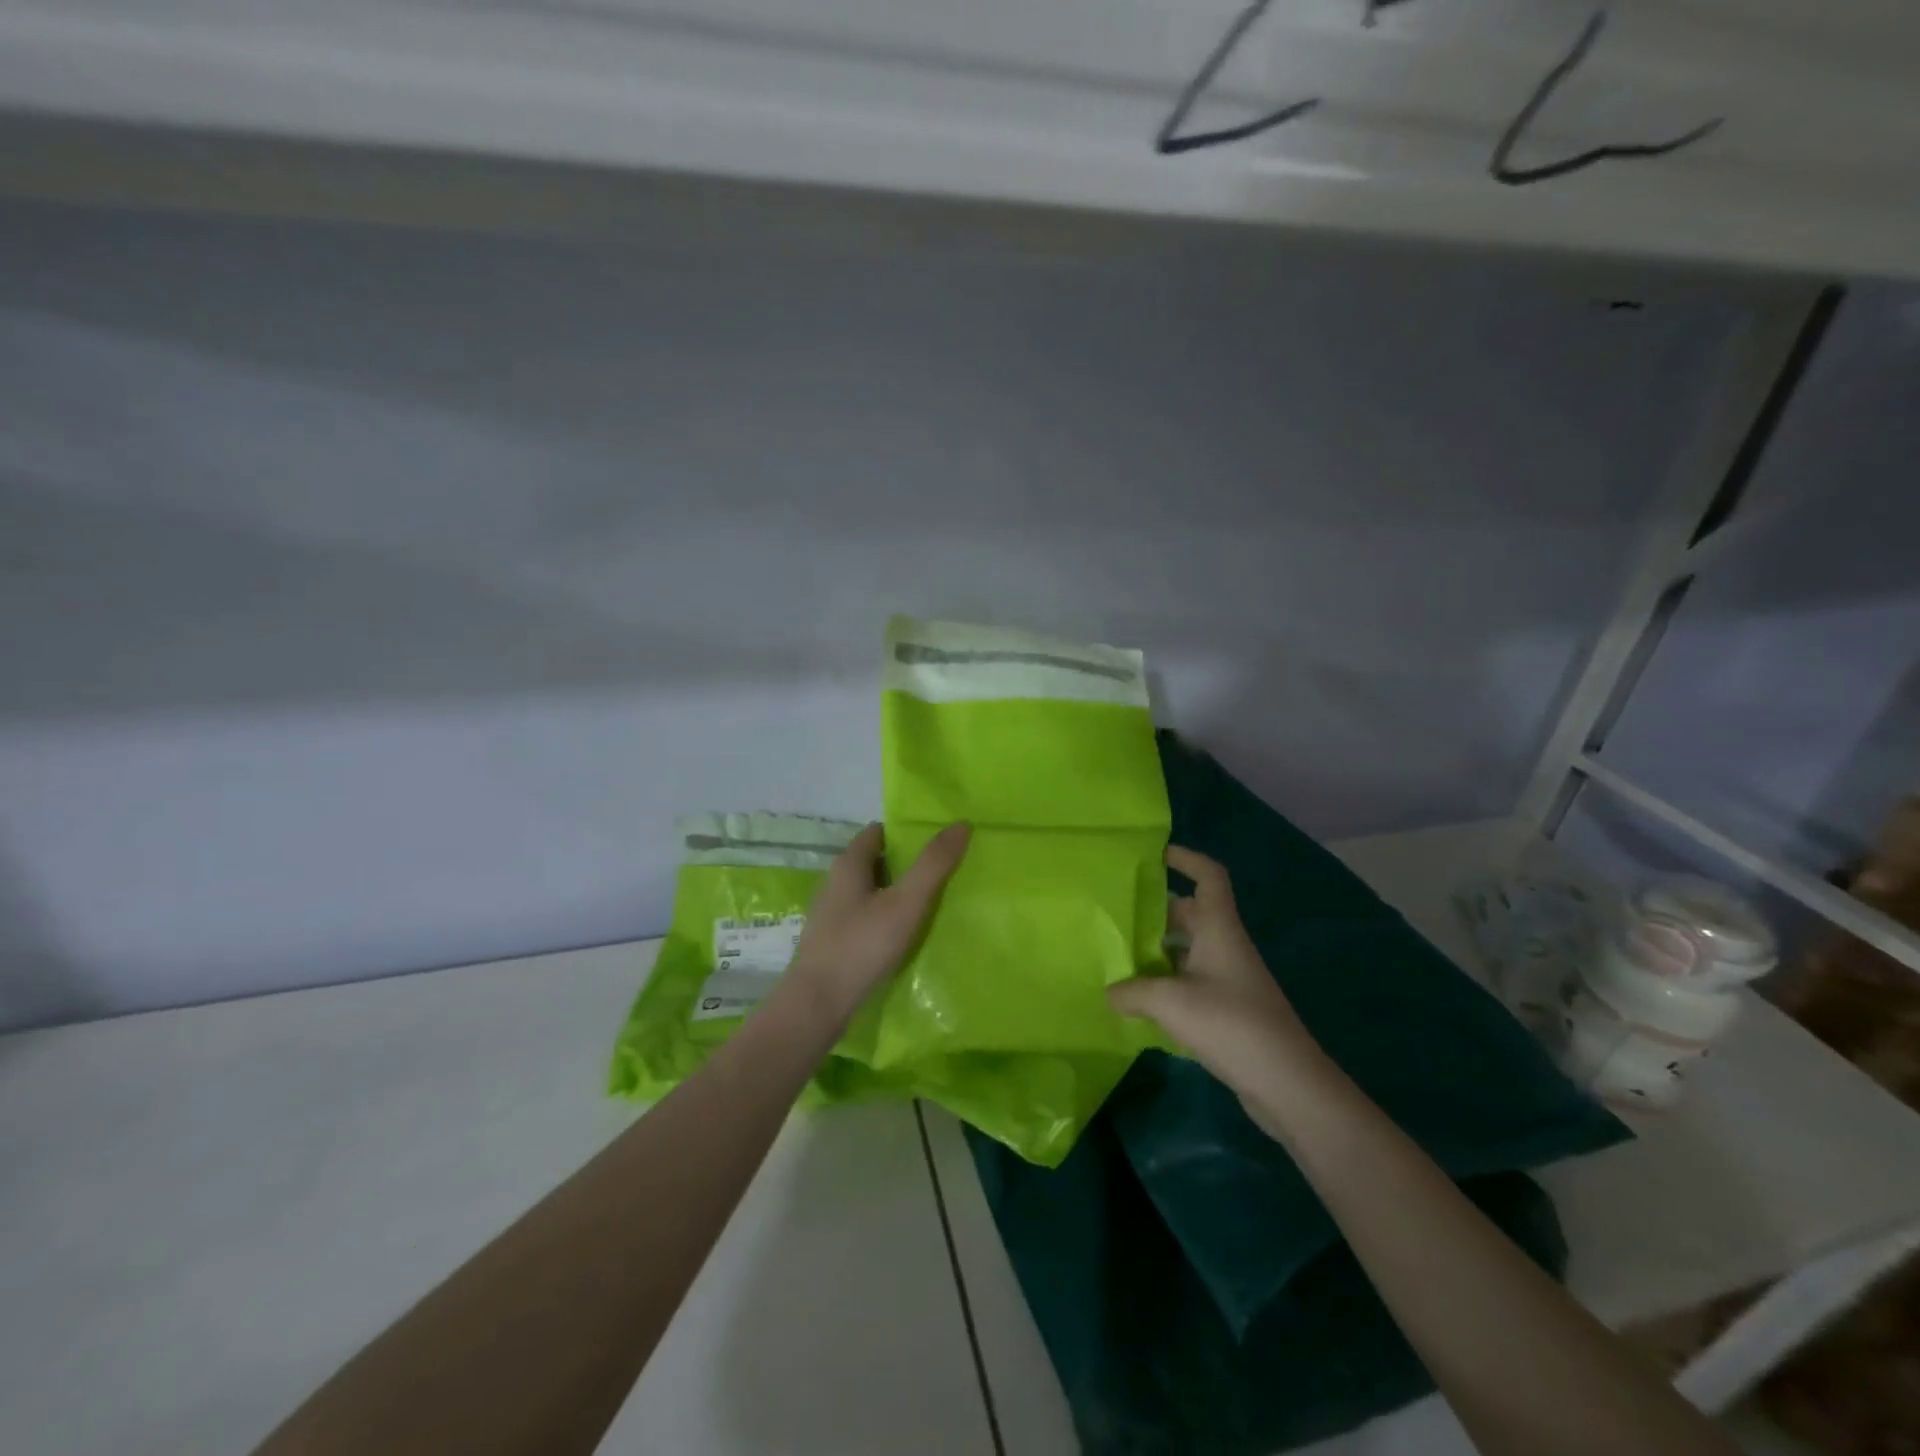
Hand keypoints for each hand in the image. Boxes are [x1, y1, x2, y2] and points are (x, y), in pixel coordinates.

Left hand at [786, 822, 970, 1025]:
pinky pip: (863, 916)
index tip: (936, 842)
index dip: (906, 833)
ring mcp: (830, 912)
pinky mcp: (831, 940)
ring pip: (868, 890)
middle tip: (940, 872)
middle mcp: (834, 882)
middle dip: (904, 863)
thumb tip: (960, 824)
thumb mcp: (906, 902)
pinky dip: (883, 916)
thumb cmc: (862, 945)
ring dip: (894, 891)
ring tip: (928, 903)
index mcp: (848, 864)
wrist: (818, 1003)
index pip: (878, 832)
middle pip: (874, 861)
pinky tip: (902, 934)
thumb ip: (933, 864)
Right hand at [1109, 846, 1325, 1113]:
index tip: (1154, 854)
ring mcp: (1228, 979)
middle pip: (1190, 913)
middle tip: (1116, 912)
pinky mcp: (1228, 1010)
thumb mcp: (1171, 1003)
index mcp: (1219, 929)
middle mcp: (1225, 946)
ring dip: (1156, 950)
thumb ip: (1133, 991)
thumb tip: (1109, 991)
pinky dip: (1165, 982)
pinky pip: (1190, 981)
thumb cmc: (1231, 1025)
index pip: (1209, 877)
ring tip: (1117, 955)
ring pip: (1187, 950)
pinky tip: (1138, 999)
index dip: (1185, 858)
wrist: (1288, 1084)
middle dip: (1155, 910)